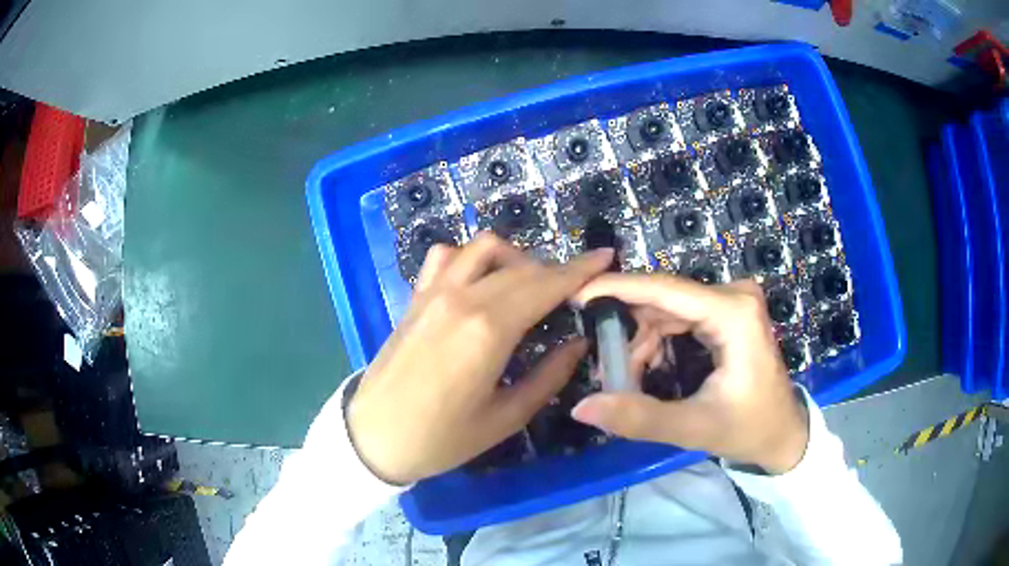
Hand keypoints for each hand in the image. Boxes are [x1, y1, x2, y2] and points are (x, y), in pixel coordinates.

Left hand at [347, 234, 613, 484]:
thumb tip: (578, 343)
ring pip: (483, 248)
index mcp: (488, 329)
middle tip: (575, 290)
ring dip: (515, 259)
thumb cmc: (442, 438)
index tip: (606, 257)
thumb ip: (549, 376)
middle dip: (556, 270)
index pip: (545, 284)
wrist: (374, 437)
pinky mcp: (415, 297)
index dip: (580, 270)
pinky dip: (471, 259)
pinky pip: (446, 257)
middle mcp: (462, 298)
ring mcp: (433, 292)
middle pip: (521, 267)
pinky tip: (479, 284)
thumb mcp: (506, 417)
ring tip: (527, 288)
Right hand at [571, 275, 808, 473]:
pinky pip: (680, 315)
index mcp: (733, 314)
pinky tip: (648, 367)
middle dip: (629, 333)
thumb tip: (582, 407)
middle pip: (663, 300)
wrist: (783, 433)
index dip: (616, 289)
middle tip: (606, 368)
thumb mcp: (693, 428)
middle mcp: (734, 296)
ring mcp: (733, 301)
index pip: (664, 290)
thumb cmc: (748, 429)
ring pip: (668, 308)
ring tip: (629, 379)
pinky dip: (657, 340)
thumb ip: (639, 418)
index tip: (575, 296)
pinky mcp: (729, 312)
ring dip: (642, 341)